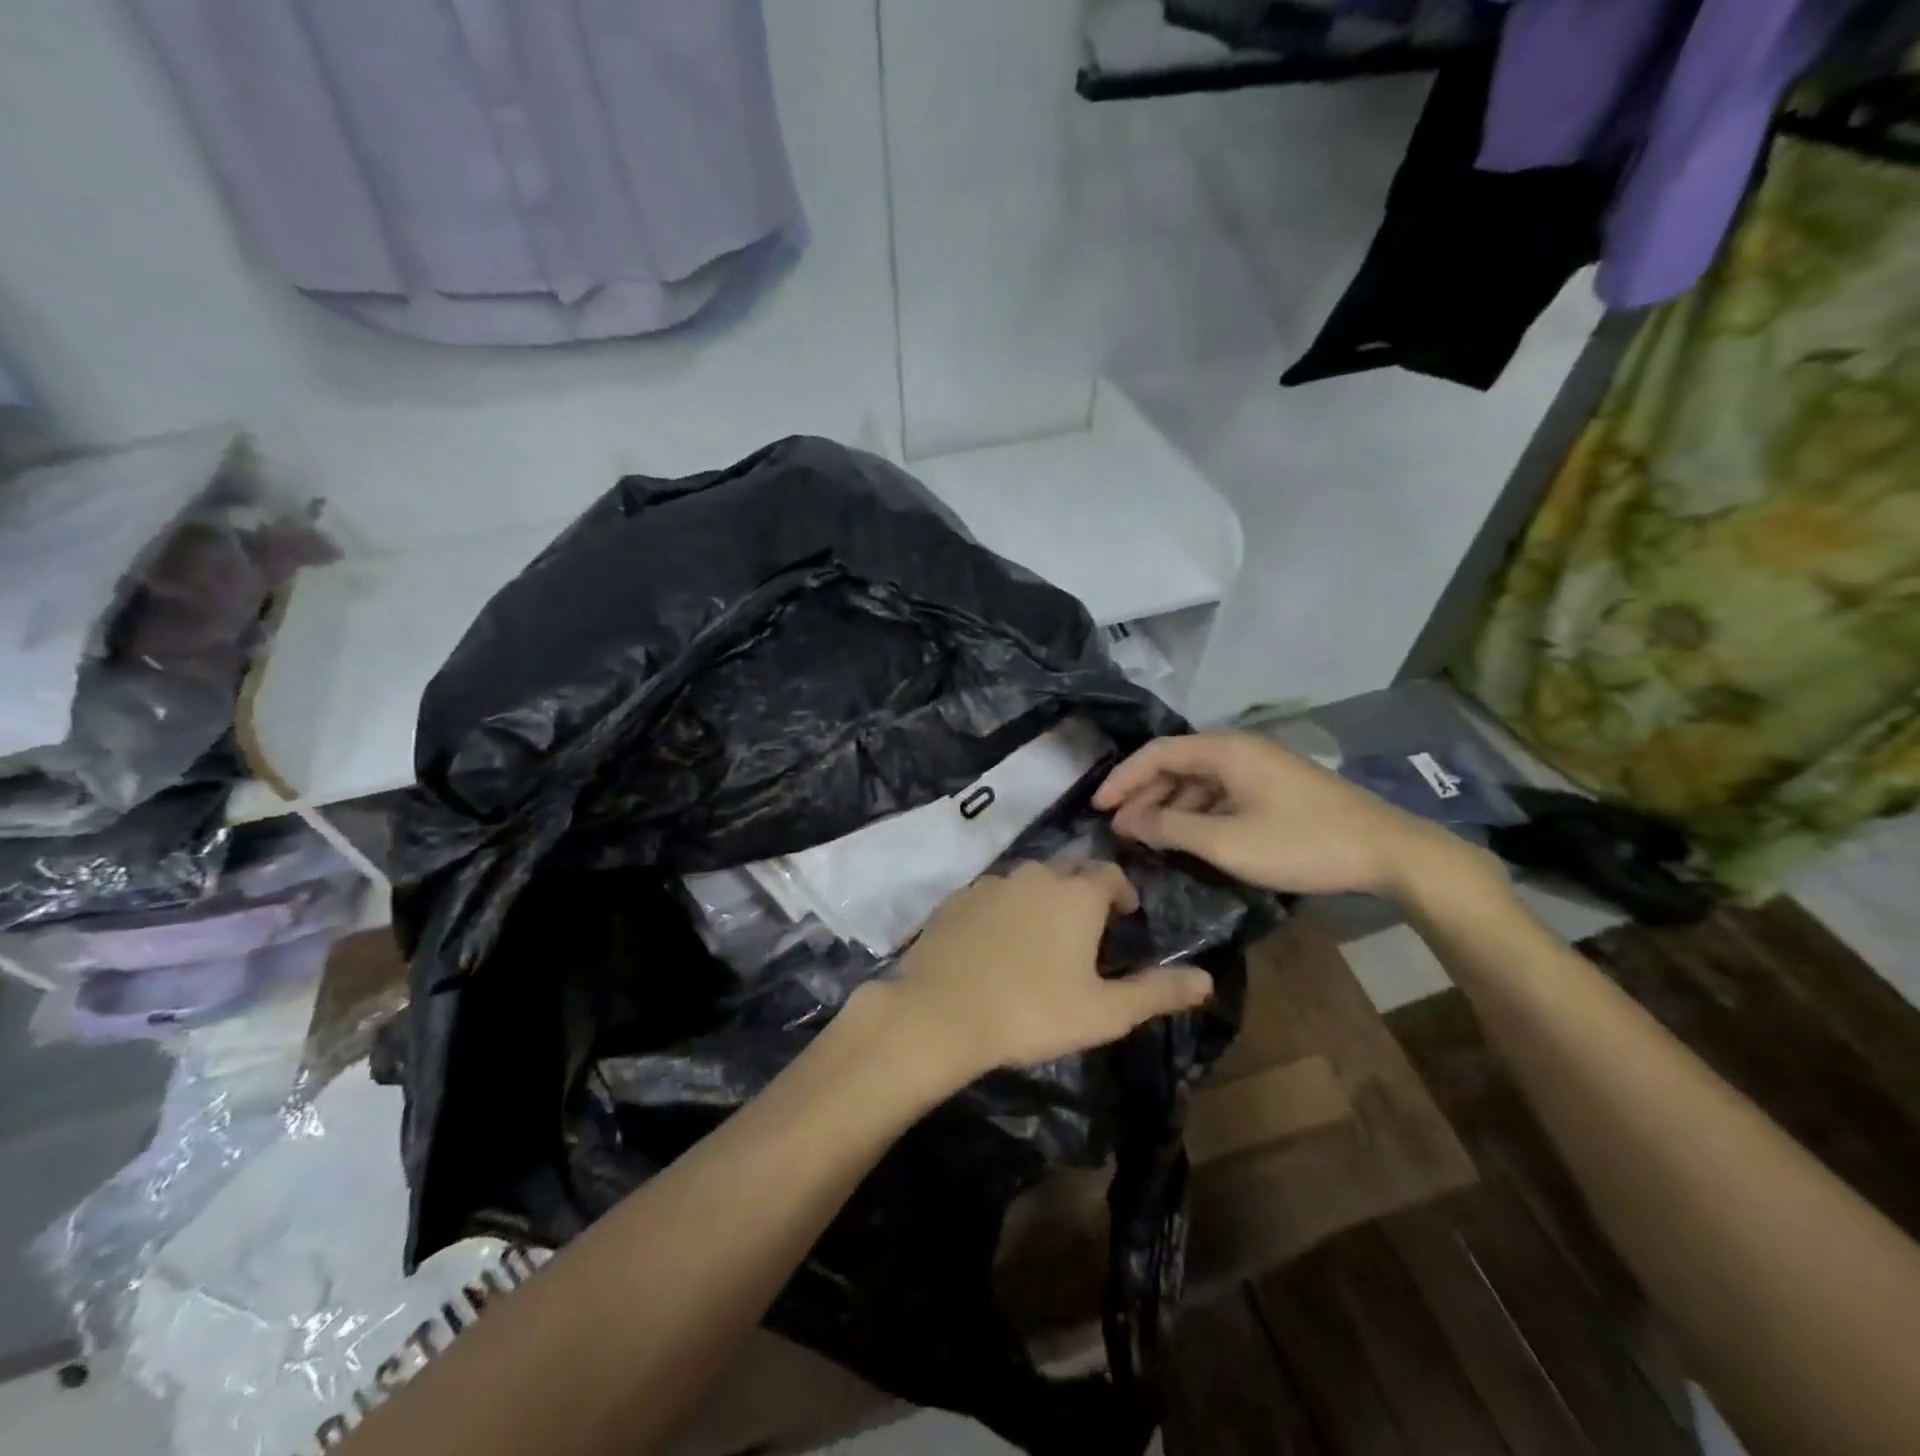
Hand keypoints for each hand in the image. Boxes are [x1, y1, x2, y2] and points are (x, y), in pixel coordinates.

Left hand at [881, 861, 1213, 1083]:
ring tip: (1042, 938)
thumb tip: (1206, 980)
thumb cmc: (1033, 1011)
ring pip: (1027, 880)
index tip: (1124, 916)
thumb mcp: (1105, 1012)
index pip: (1110, 874)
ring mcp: (991, 882)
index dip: (1121, 892)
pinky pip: (992, 895)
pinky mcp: (957, 898)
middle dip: (1082, 890)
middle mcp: (1035, 874)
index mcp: (1076, 893)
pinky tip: (997, 944)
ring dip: (1042, 899)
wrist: (941, 1012)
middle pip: (1068, 869)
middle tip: (1085, 928)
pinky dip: (1003, 910)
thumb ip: (1157, 992)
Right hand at [1094, 730, 1491, 900]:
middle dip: (1142, 794)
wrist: (1387, 851)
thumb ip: (1172, 828)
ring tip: (1144, 837)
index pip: (1157, 753)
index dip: (1122, 779)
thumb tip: (1128, 822)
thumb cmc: (1302, 842)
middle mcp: (1238, 750)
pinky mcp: (1272, 789)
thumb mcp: (1228, 842)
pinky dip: (1195, 813)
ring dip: (1167, 806)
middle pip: (1175, 764)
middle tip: (1116, 828)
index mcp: (1224, 751)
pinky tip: (1185, 838)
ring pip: (1197, 782)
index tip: (1097, 808)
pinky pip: (1219, 795)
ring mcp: (1258, 769)